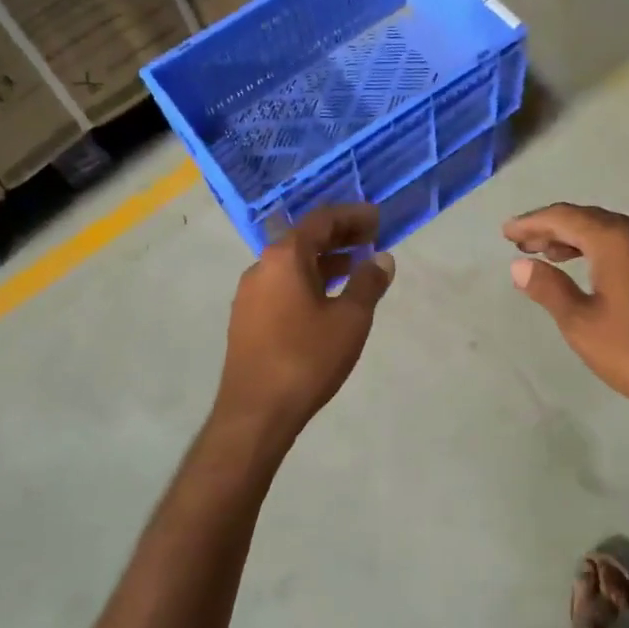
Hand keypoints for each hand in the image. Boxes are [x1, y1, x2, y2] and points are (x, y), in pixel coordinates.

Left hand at [215, 204, 394, 440]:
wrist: (256, 411)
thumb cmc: (307, 359)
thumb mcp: (350, 320)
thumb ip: (368, 284)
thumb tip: (381, 260)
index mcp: (284, 258)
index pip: (321, 221)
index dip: (352, 216)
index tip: (377, 219)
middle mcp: (261, 267)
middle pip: (303, 240)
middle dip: (339, 237)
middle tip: (371, 240)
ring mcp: (249, 295)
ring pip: (291, 265)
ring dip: (324, 262)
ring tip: (355, 269)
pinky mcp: (246, 319)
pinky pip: (282, 287)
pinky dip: (307, 282)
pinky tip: (326, 300)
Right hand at [503, 203, 628, 428]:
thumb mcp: (582, 325)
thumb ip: (549, 289)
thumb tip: (521, 265)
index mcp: (617, 240)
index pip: (565, 217)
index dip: (532, 223)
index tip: (507, 233)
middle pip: (590, 219)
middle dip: (553, 228)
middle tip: (523, 244)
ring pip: (613, 232)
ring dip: (578, 239)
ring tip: (551, 255)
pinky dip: (603, 250)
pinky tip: (593, 271)